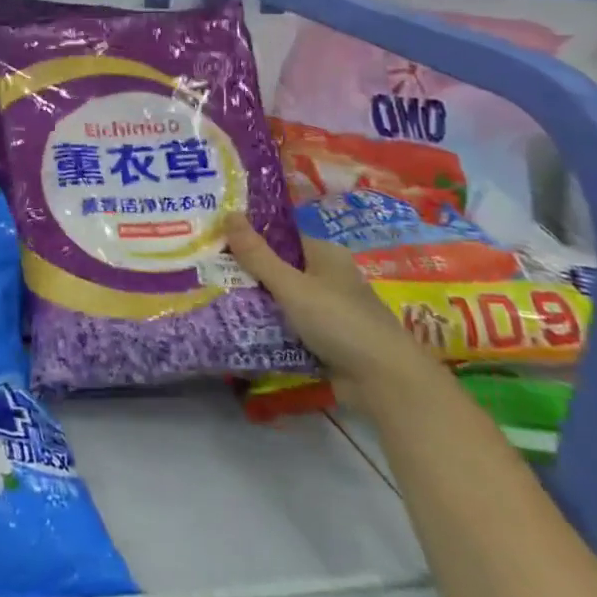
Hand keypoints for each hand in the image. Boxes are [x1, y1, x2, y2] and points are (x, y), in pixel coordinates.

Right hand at [224, 216, 428, 401]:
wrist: (387, 383)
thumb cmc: (339, 321)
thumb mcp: (291, 286)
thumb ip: (257, 254)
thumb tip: (228, 213)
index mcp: (324, 254)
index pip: (280, 236)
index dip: (249, 237)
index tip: (216, 242)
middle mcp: (328, 277)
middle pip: (280, 268)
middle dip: (248, 273)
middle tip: (209, 272)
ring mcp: (330, 310)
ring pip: (284, 299)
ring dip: (258, 303)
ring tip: (216, 299)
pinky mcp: (329, 339)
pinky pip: (292, 325)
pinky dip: (272, 327)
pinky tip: (243, 329)